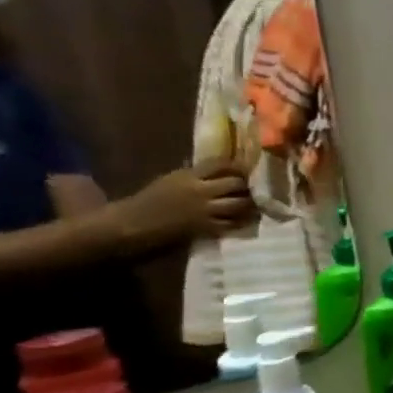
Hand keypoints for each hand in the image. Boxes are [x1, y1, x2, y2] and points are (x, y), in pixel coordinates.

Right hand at [114, 164, 253, 246]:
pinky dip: (242, 220)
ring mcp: (205, 210)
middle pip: (235, 183)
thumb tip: (221, 168)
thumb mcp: (172, 179)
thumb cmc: (153, 198)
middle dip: (247, 184)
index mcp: (189, 175)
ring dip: (250, 203)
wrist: (136, 222)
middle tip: (256, 187)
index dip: (238, 165)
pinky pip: (232, 223)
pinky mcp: (206, 227)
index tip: (248, 167)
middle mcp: (199, 191)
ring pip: (238, 204)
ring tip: (256, 202)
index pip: (220, 164)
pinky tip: (247, 218)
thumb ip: (197, 174)